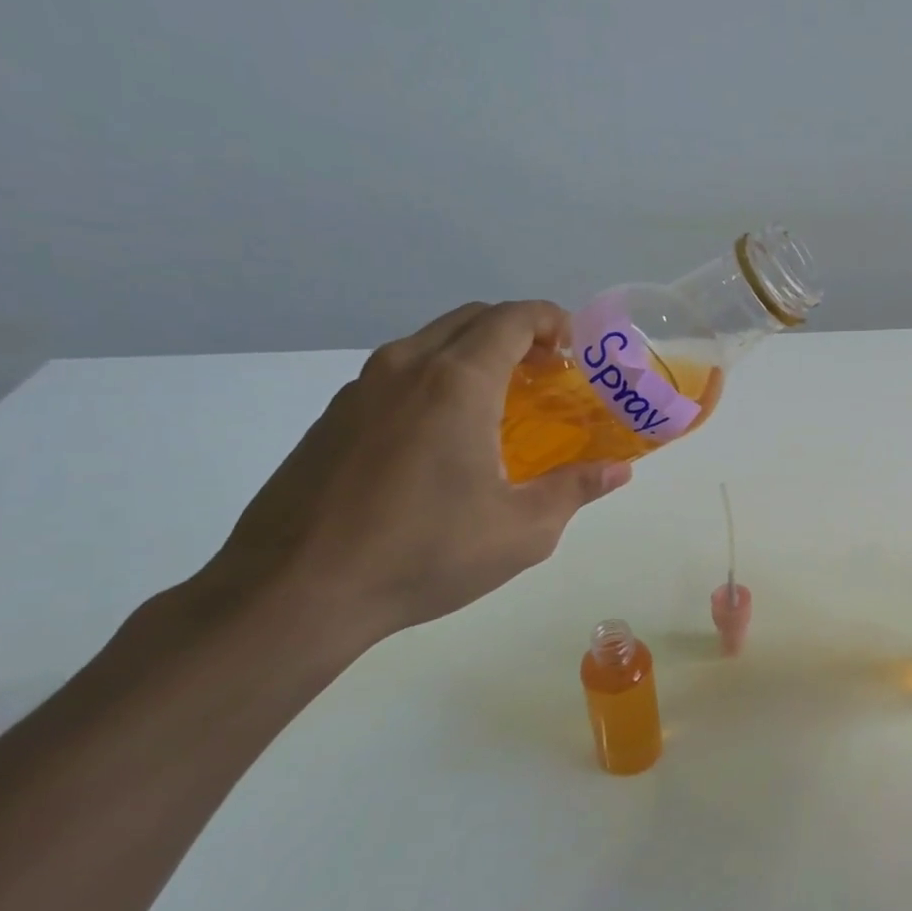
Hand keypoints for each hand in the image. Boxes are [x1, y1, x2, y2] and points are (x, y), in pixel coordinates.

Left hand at [198, 301, 630, 654]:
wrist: (292, 592)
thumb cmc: (424, 553)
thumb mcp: (522, 530)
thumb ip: (575, 489)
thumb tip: (618, 471)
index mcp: (456, 383)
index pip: (511, 318)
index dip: (552, 321)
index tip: (577, 349)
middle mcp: (406, 369)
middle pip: (471, 319)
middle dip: (518, 332)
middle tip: (549, 373)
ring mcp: (361, 390)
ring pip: (430, 342)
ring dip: (475, 353)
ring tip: (504, 403)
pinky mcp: (333, 419)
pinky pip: (398, 374)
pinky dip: (437, 378)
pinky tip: (446, 436)